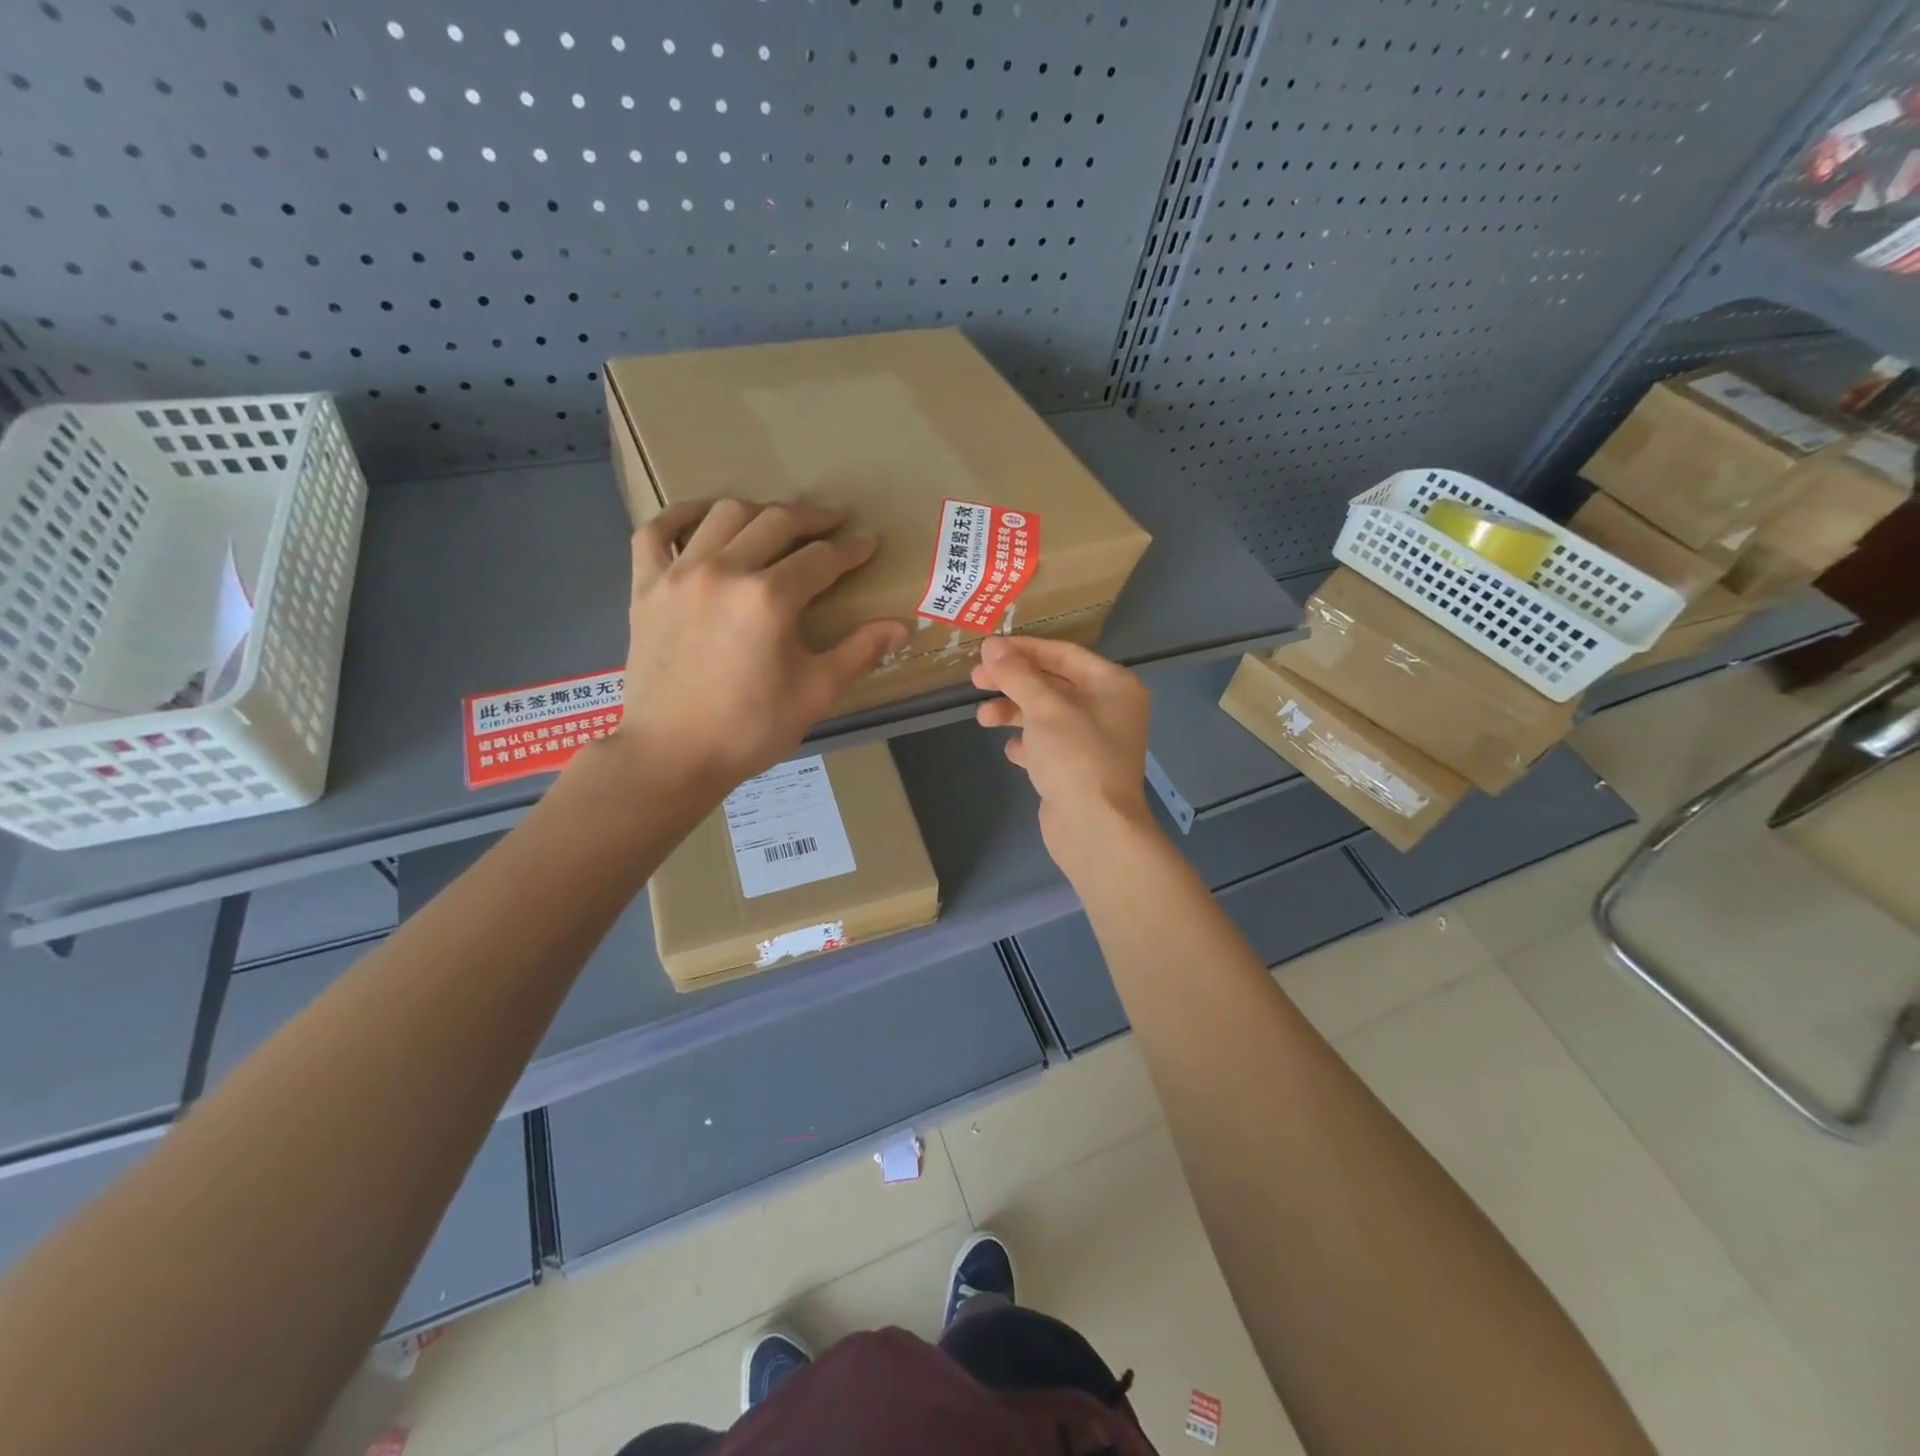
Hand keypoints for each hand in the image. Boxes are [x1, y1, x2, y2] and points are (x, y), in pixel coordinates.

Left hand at [605, 500, 907, 796]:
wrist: (671, 755)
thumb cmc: (750, 729)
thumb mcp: (816, 693)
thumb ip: (859, 652)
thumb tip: (900, 626)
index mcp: (769, 598)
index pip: (821, 558)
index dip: (851, 549)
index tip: (869, 543)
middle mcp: (724, 571)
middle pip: (775, 522)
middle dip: (812, 518)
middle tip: (833, 523)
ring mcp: (678, 573)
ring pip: (723, 515)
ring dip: (759, 511)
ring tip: (778, 523)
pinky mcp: (645, 586)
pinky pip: (657, 531)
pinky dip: (682, 514)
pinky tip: (705, 517)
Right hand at [971, 636, 1156, 869]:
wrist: (1095, 828)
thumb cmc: (1075, 757)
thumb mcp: (1043, 708)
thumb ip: (1016, 674)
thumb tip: (991, 647)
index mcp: (1113, 685)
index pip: (1063, 654)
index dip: (1023, 649)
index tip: (987, 650)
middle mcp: (1109, 709)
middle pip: (1053, 683)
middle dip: (1014, 682)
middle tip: (976, 679)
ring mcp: (1094, 742)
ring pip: (1047, 715)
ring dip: (1014, 712)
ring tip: (983, 719)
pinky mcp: (1079, 770)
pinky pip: (1048, 746)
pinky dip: (1028, 744)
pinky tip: (1011, 751)